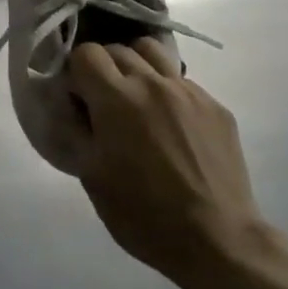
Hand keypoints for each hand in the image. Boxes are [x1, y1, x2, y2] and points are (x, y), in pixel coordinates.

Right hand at [69, 39, 271, 285]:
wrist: (217, 239)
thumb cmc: (142, 214)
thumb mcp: (92, 177)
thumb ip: (77, 130)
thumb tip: (70, 104)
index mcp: (116, 98)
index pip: (86, 53)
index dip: (75, 72)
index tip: (76, 97)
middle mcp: (152, 83)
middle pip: (118, 49)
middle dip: (103, 68)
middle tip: (102, 102)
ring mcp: (189, 91)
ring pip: (153, 53)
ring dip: (136, 66)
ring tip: (136, 99)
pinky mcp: (215, 106)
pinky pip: (182, 82)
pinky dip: (166, 91)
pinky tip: (170, 126)